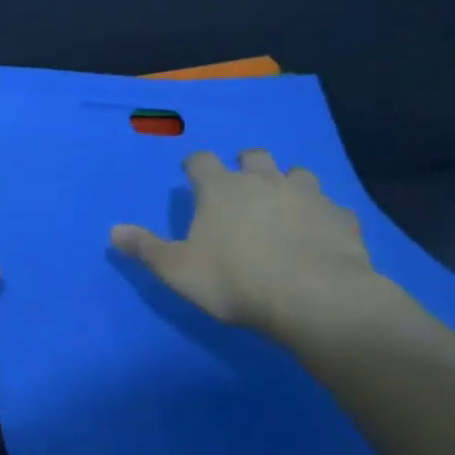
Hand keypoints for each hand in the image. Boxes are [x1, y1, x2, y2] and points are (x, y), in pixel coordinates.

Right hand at [110, 149, 384, 345]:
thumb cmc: (235, 280)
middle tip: (240, 189)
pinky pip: (331, 207)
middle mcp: (263, 180)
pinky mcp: (341, 217)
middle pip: (253, 156)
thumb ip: (146, 248)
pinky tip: (319, 235)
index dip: (195, 166)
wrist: (316, 298)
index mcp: (220, 188)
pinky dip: (321, 216)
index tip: (191, 177)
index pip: (201, 161)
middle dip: (245, 165)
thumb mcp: (178, 270)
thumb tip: (113, 231)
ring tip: (283, 207)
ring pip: (297, 173)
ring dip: (287, 184)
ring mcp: (307, 195)